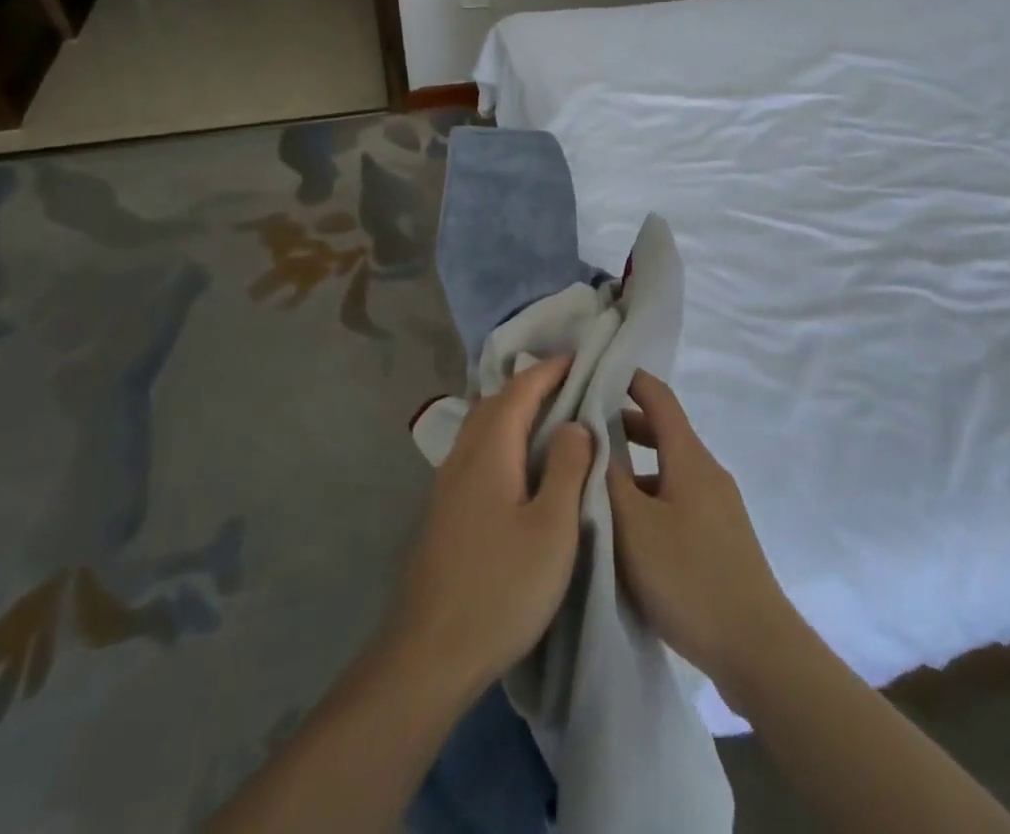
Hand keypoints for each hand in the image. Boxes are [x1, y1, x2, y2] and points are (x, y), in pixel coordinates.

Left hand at [386, 355, 592, 697]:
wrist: (430, 653)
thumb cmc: (501, 588)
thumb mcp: (553, 529)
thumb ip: (568, 468)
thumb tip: (575, 423)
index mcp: (490, 451)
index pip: (520, 390)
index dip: (549, 370)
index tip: (579, 357)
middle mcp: (463, 456)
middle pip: (496, 402)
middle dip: (531, 385)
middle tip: (570, 383)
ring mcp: (448, 483)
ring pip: (482, 426)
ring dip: (513, 410)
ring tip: (549, 416)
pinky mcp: (445, 510)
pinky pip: (476, 450)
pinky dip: (502, 437)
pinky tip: (519, 463)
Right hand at [608, 370, 795, 691]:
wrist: (758, 650)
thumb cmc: (689, 577)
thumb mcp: (633, 526)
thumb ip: (606, 478)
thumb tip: (589, 436)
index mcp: (689, 458)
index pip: (659, 397)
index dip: (628, 378)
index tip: (593, 373)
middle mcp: (707, 472)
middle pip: (662, 432)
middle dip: (621, 426)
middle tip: (579, 433)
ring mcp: (717, 506)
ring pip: (667, 470)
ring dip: (632, 468)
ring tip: (592, 483)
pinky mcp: (720, 538)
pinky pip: (676, 499)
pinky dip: (648, 497)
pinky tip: (625, 530)